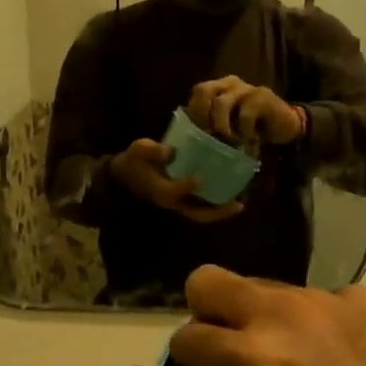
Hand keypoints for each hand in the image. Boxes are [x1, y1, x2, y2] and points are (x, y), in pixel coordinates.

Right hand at [109, 138, 243, 224]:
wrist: (125, 175)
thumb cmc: (134, 161)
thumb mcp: (138, 151)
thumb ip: (151, 151)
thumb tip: (170, 152)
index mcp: (160, 190)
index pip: (174, 192)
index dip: (187, 186)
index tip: (199, 177)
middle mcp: (172, 201)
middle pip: (197, 214)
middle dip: (217, 212)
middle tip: (238, 205)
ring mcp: (178, 204)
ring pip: (201, 214)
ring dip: (220, 212)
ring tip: (239, 204)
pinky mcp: (182, 200)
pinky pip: (201, 208)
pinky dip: (215, 205)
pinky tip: (230, 195)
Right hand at [169, 266, 365, 365]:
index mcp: (253, 358)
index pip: (187, 336)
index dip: (185, 354)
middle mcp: (278, 315)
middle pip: (208, 280)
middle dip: (204, 308)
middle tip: (225, 337)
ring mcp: (321, 298)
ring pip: (264, 287)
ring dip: (263, 313)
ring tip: (290, 346)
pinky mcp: (358, 296)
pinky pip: (316, 299)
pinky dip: (313, 319)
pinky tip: (336, 348)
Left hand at [187, 76, 303, 145]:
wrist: (285, 126)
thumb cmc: (252, 129)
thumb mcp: (229, 127)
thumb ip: (212, 125)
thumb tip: (191, 139)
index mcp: (219, 88)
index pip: (198, 92)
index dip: (194, 113)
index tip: (198, 135)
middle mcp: (230, 83)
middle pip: (204, 90)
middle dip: (202, 115)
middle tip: (209, 135)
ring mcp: (246, 88)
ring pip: (221, 103)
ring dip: (222, 127)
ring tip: (230, 142)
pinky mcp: (262, 97)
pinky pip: (244, 115)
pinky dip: (244, 132)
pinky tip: (250, 142)